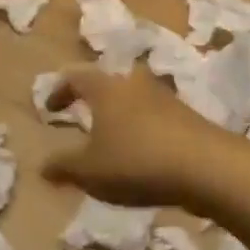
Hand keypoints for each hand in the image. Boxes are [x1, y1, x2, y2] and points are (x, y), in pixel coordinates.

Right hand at [40, 68, 235, 208]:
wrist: (208, 167)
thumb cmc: (137, 161)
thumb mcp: (90, 171)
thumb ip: (63, 167)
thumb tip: (42, 166)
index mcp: (106, 89)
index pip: (75, 78)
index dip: (59, 91)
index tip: (50, 109)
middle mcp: (134, 84)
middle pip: (109, 83)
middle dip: (94, 98)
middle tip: (84, 116)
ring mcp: (165, 98)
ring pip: (134, 99)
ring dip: (121, 115)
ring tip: (114, 139)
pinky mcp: (188, 117)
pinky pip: (155, 117)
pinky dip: (143, 129)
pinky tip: (144, 154)